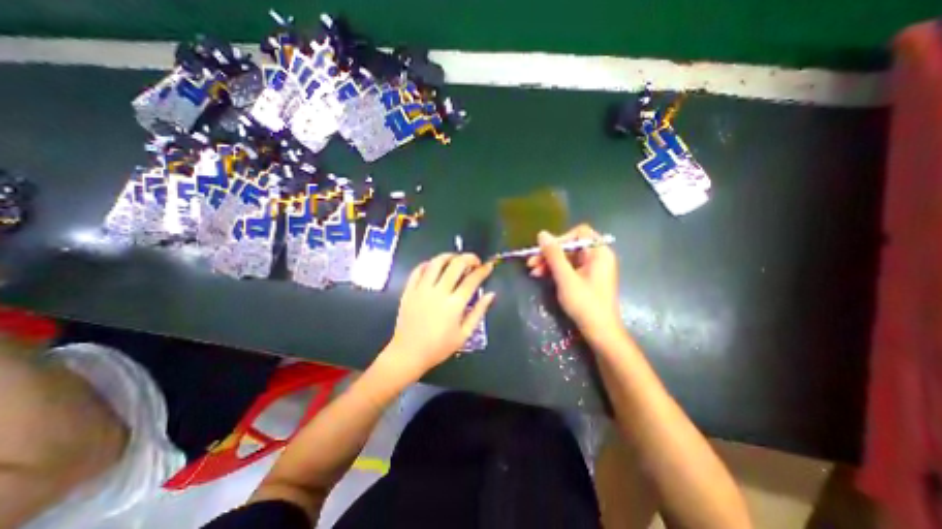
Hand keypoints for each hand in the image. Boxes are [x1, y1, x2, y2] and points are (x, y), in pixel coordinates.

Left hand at [387, 252, 495, 373]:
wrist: (408, 353)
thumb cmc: (439, 347)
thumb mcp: (464, 334)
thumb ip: (479, 312)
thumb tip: (491, 294)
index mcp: (454, 304)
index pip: (472, 279)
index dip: (483, 270)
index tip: (488, 266)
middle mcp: (438, 292)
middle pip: (456, 265)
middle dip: (469, 258)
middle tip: (474, 261)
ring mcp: (421, 289)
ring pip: (436, 262)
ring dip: (449, 256)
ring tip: (456, 259)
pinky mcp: (409, 290)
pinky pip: (418, 270)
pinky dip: (428, 264)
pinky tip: (434, 266)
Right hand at [527, 224, 622, 337]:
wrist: (600, 332)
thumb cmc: (585, 304)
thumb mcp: (566, 278)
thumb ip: (554, 255)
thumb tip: (542, 234)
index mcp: (599, 252)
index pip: (579, 233)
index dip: (560, 239)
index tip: (544, 251)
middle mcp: (597, 257)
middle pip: (570, 246)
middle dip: (550, 254)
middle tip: (531, 262)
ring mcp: (592, 269)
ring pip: (567, 258)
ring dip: (549, 263)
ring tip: (532, 271)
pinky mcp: (586, 279)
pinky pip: (569, 269)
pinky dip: (555, 271)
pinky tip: (540, 276)